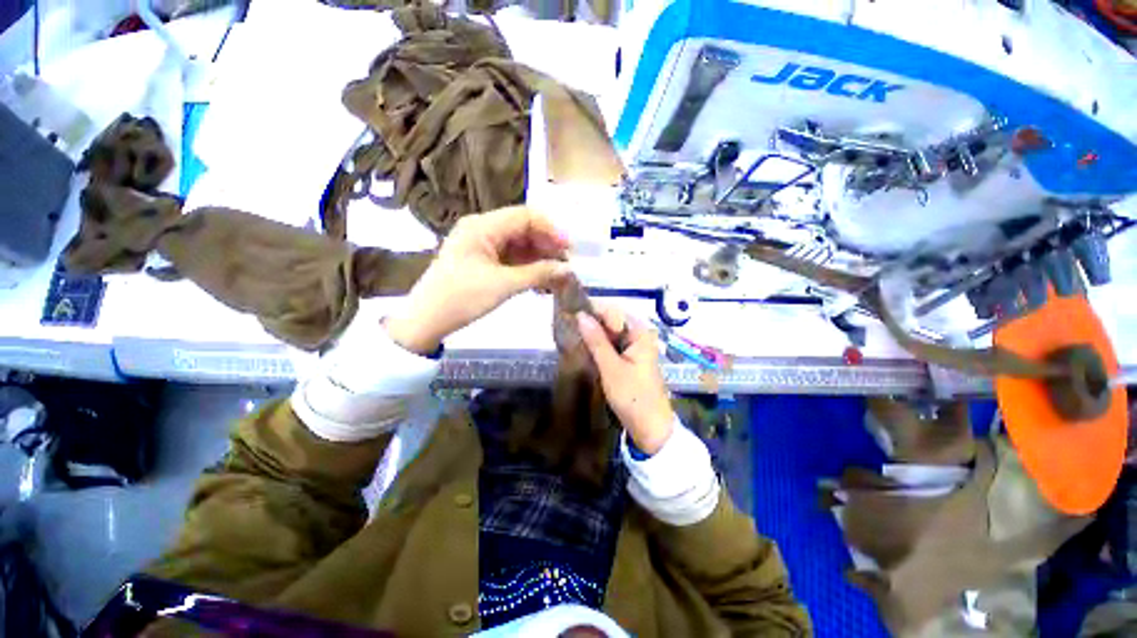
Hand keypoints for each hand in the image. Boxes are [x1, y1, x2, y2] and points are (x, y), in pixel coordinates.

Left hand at [386, 206, 570, 354]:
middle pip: (523, 229)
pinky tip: (541, 281)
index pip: (525, 216)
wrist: (427, 320)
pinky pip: (511, 258)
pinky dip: (527, 267)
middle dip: (547, 246)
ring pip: (519, 244)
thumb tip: (568, 270)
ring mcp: (482, 245)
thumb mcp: (503, 285)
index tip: (569, 249)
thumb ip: (538, 274)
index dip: (551, 230)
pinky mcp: (482, 260)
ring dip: (539, 258)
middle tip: (566, 266)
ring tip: (557, 275)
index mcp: (483, 225)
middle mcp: (482, 229)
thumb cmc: (462, 298)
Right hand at [577, 305, 674, 454]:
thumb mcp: (611, 368)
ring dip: (592, 334)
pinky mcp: (628, 360)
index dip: (591, 309)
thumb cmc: (633, 397)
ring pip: (609, 334)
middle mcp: (638, 336)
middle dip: (590, 322)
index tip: (568, 312)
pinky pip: (611, 346)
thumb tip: (580, 315)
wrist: (651, 429)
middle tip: (566, 325)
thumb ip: (596, 340)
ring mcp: (634, 348)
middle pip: (611, 321)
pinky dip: (598, 346)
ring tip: (570, 334)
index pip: (612, 311)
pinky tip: (583, 347)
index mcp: (640, 333)